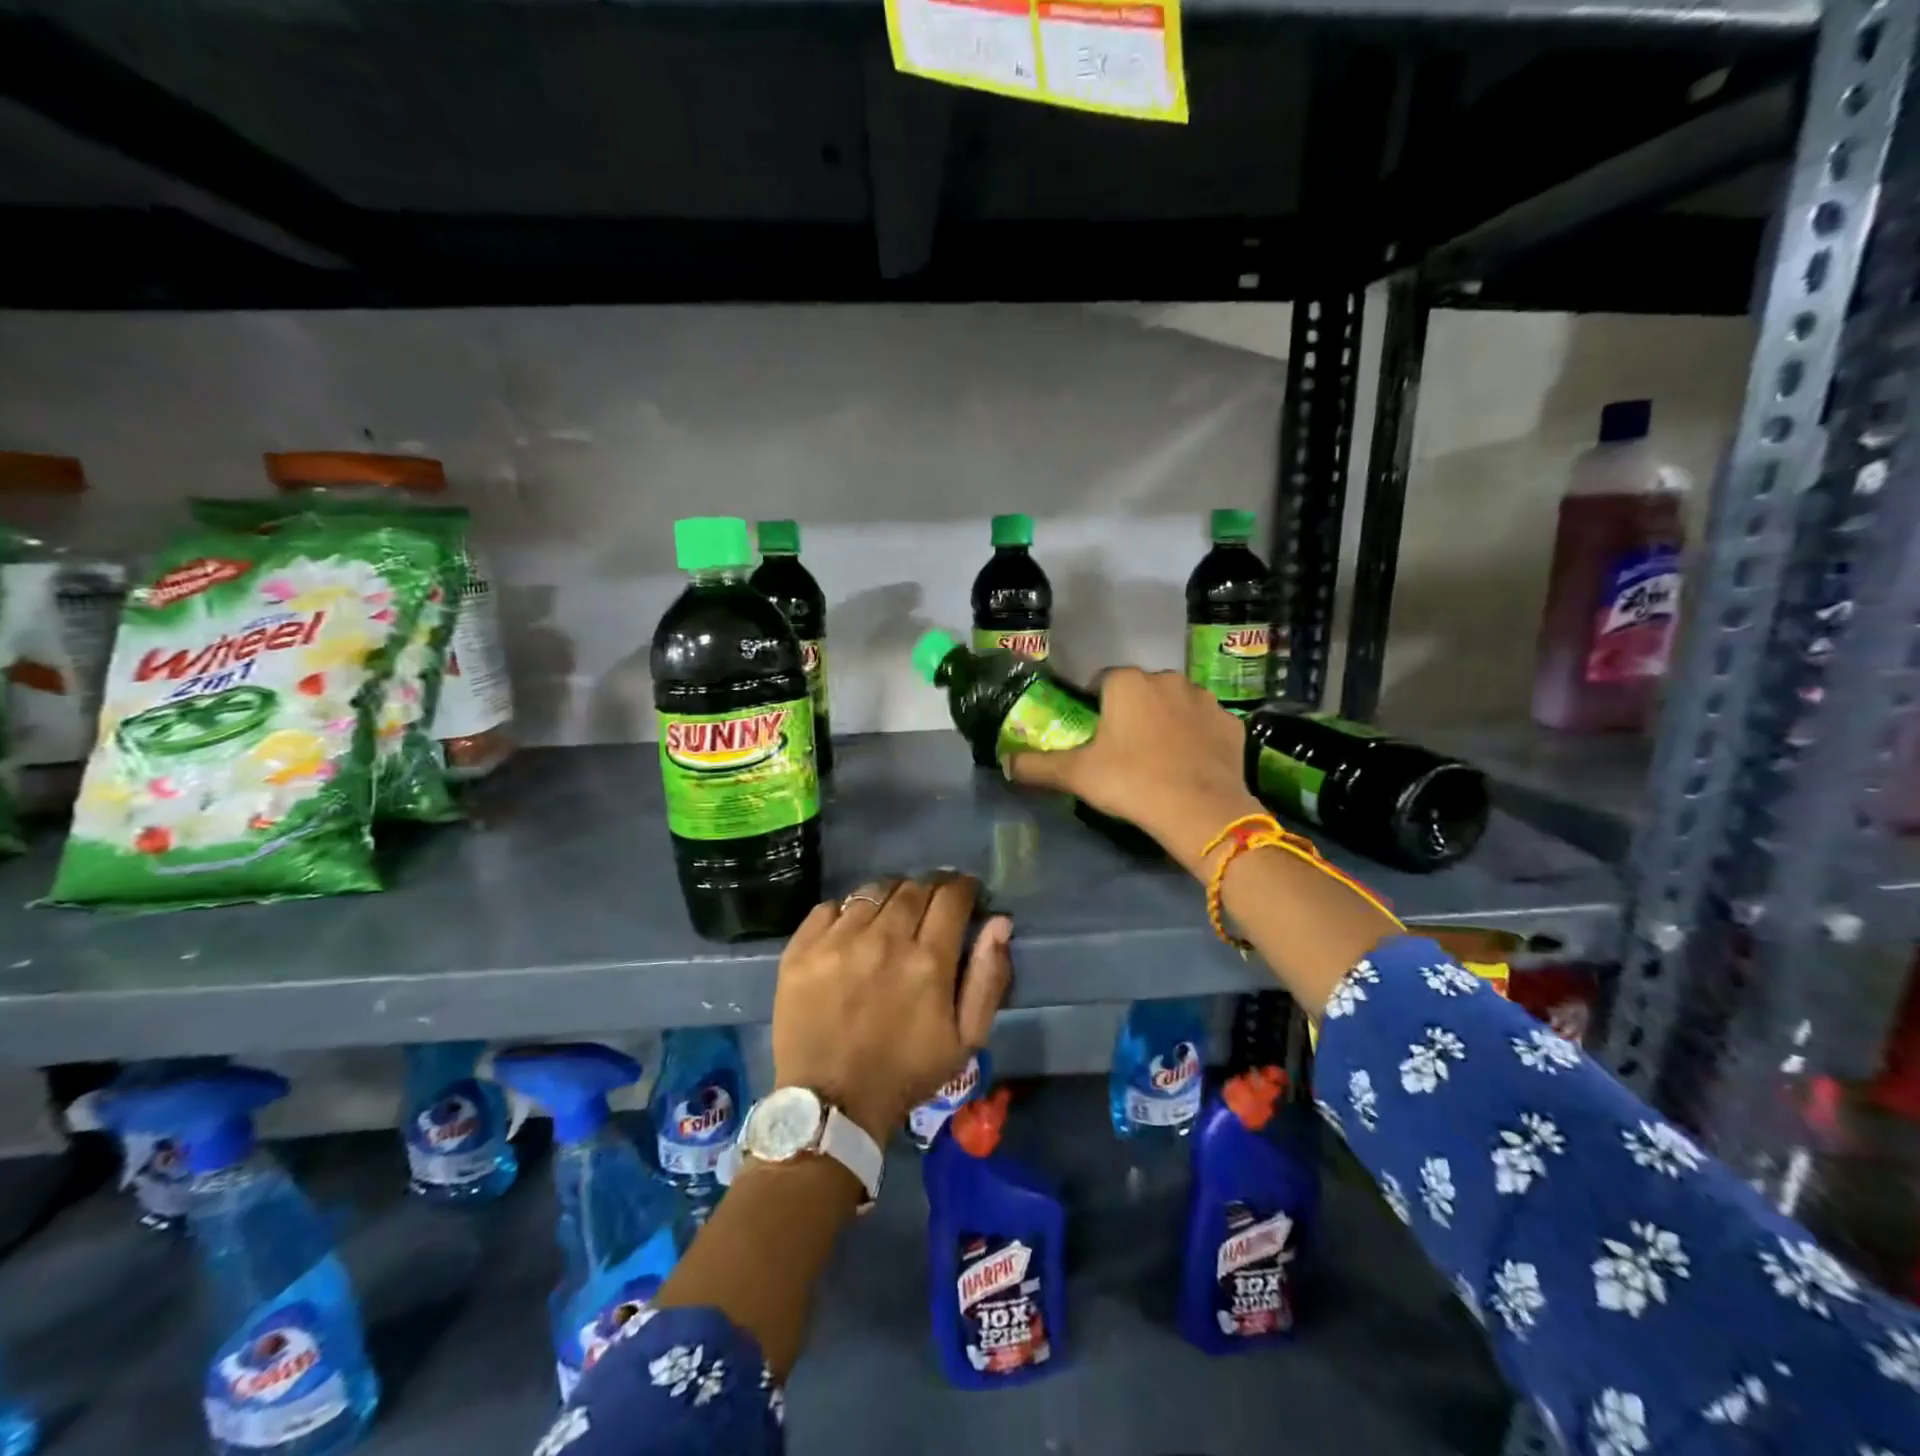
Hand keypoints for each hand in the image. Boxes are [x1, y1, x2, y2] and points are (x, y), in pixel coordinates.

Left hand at [772, 873, 1011, 1141]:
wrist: (829, 1105)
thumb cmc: (905, 1073)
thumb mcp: (965, 1040)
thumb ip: (988, 978)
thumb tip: (999, 922)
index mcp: (928, 960)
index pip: (952, 896)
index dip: (964, 888)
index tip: (966, 895)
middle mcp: (883, 939)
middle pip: (913, 887)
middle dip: (930, 888)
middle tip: (931, 905)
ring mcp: (838, 940)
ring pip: (873, 891)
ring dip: (891, 896)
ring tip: (892, 915)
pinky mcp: (802, 948)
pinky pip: (830, 906)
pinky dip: (848, 911)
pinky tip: (852, 930)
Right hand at [1003, 667, 1262, 873]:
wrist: (1201, 810)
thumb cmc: (1132, 782)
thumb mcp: (1077, 775)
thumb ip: (1037, 766)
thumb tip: (1004, 763)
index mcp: (1127, 682)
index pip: (1100, 682)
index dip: (1093, 707)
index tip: (1093, 737)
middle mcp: (1167, 679)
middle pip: (1139, 691)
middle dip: (1131, 712)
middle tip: (1123, 752)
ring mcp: (1205, 699)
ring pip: (1175, 704)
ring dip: (1165, 722)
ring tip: (1158, 760)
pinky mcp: (1231, 723)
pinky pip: (1205, 725)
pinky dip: (1196, 738)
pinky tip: (1189, 766)